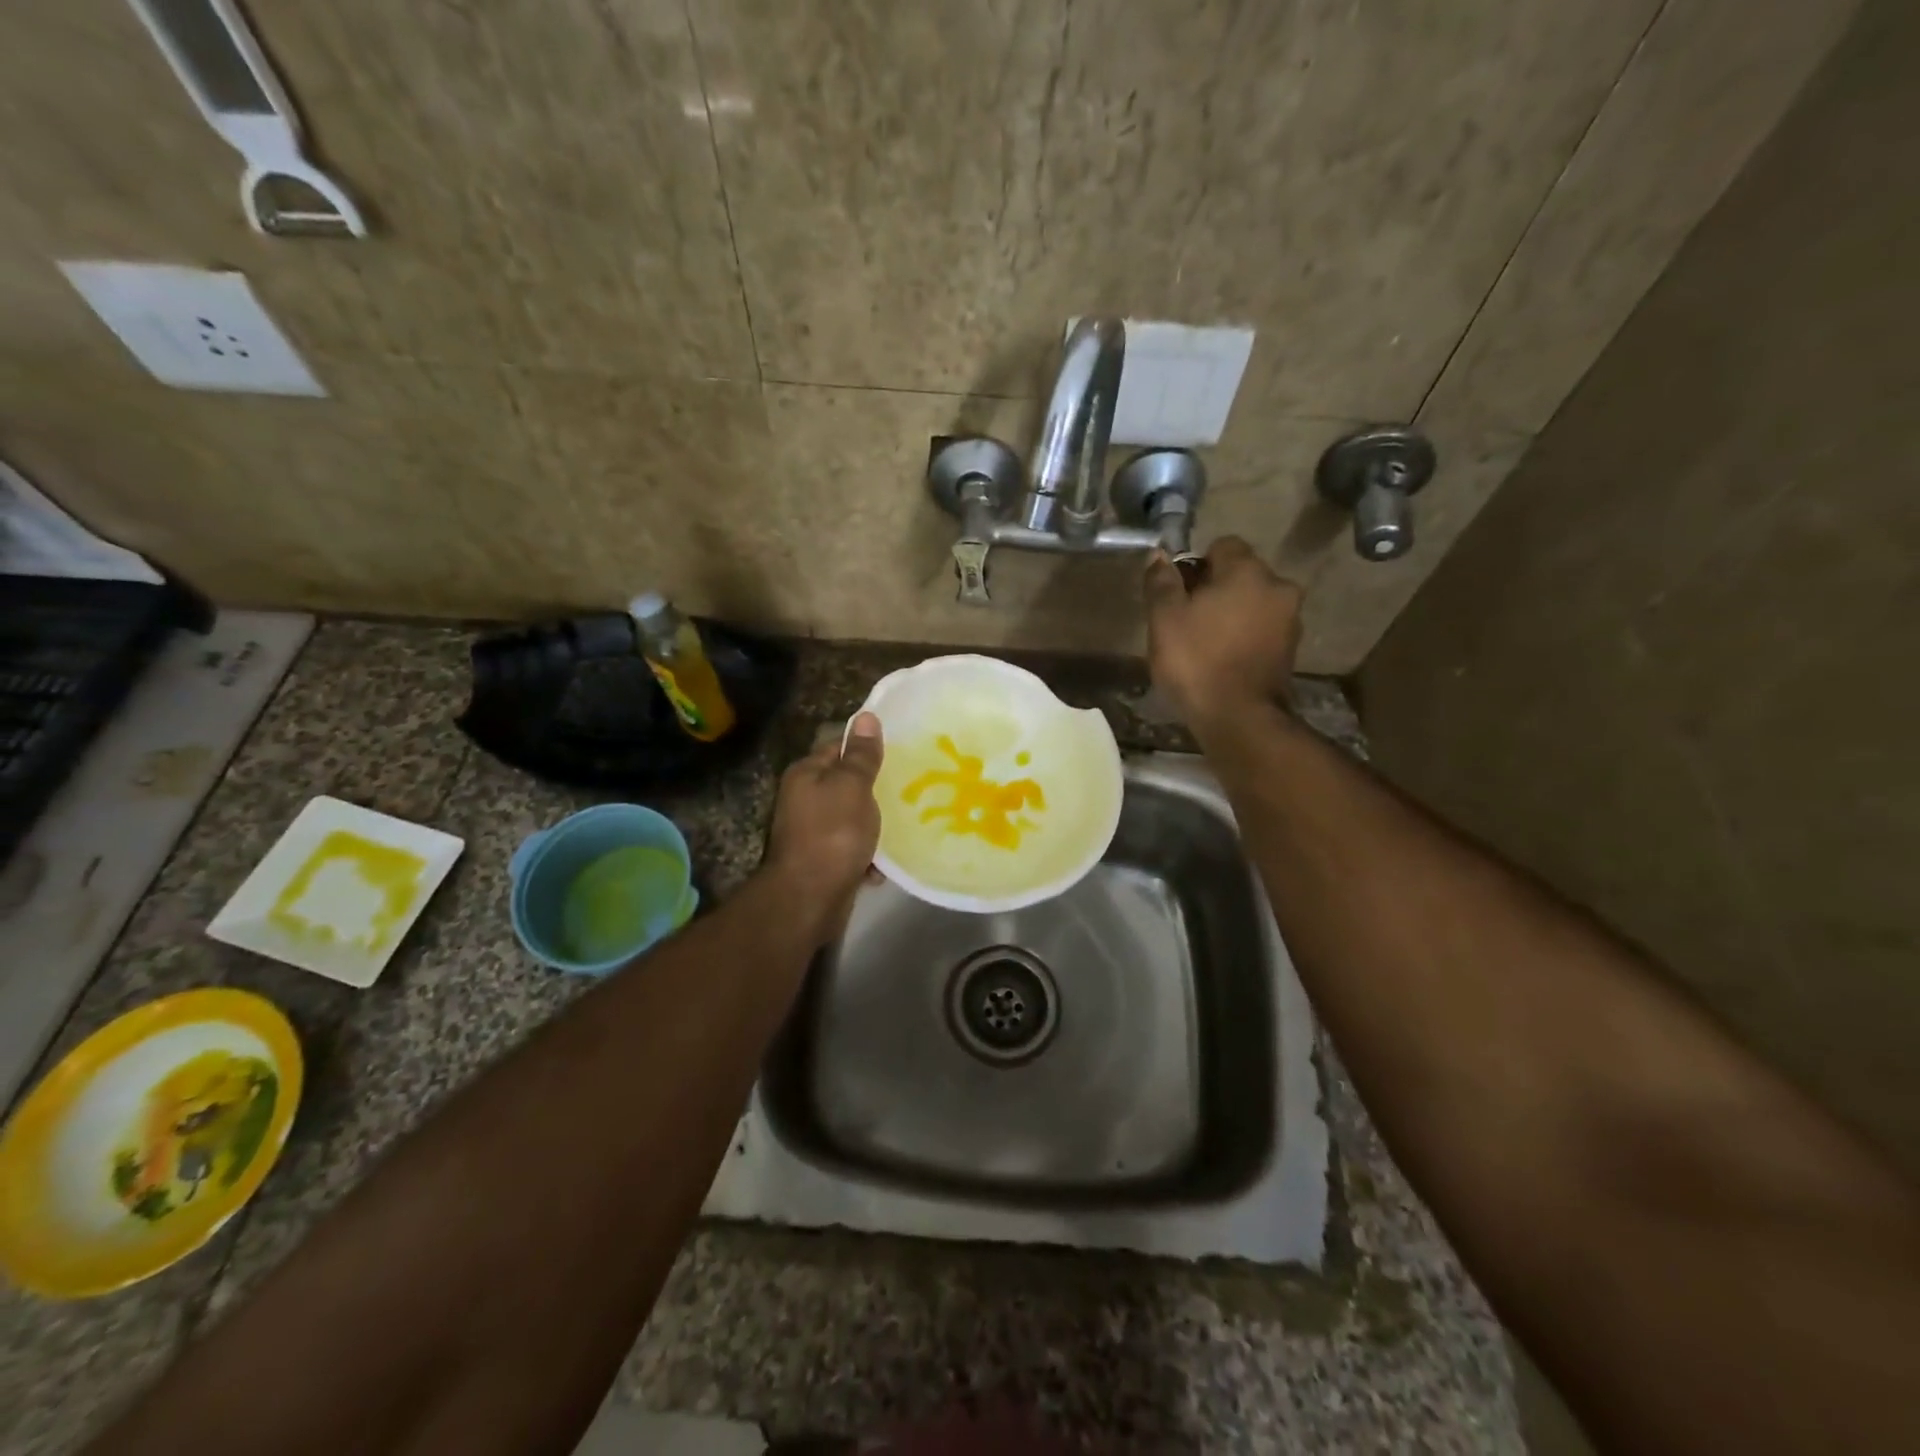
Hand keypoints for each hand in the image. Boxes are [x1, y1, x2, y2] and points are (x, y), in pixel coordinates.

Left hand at [762, 711, 883, 940]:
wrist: (808, 899)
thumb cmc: (832, 834)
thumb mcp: (852, 787)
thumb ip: (860, 756)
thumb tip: (866, 716)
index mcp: (806, 774)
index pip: (838, 747)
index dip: (866, 749)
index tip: (899, 752)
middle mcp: (803, 799)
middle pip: (846, 785)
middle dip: (875, 790)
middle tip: (910, 789)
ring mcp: (811, 833)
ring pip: (852, 819)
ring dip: (875, 825)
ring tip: (904, 825)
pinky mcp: (822, 862)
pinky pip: (851, 850)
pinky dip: (867, 856)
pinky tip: (884, 865)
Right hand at [1144, 537, 1302, 728]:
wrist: (1239, 717)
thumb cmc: (1196, 660)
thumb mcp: (1164, 619)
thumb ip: (1161, 582)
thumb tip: (1159, 555)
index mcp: (1247, 570)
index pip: (1222, 546)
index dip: (1196, 564)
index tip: (1178, 592)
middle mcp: (1277, 586)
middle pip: (1241, 574)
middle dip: (1215, 589)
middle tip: (1186, 619)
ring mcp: (1290, 619)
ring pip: (1253, 602)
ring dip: (1231, 613)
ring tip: (1204, 642)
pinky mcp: (1291, 649)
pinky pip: (1262, 628)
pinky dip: (1244, 635)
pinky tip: (1223, 658)